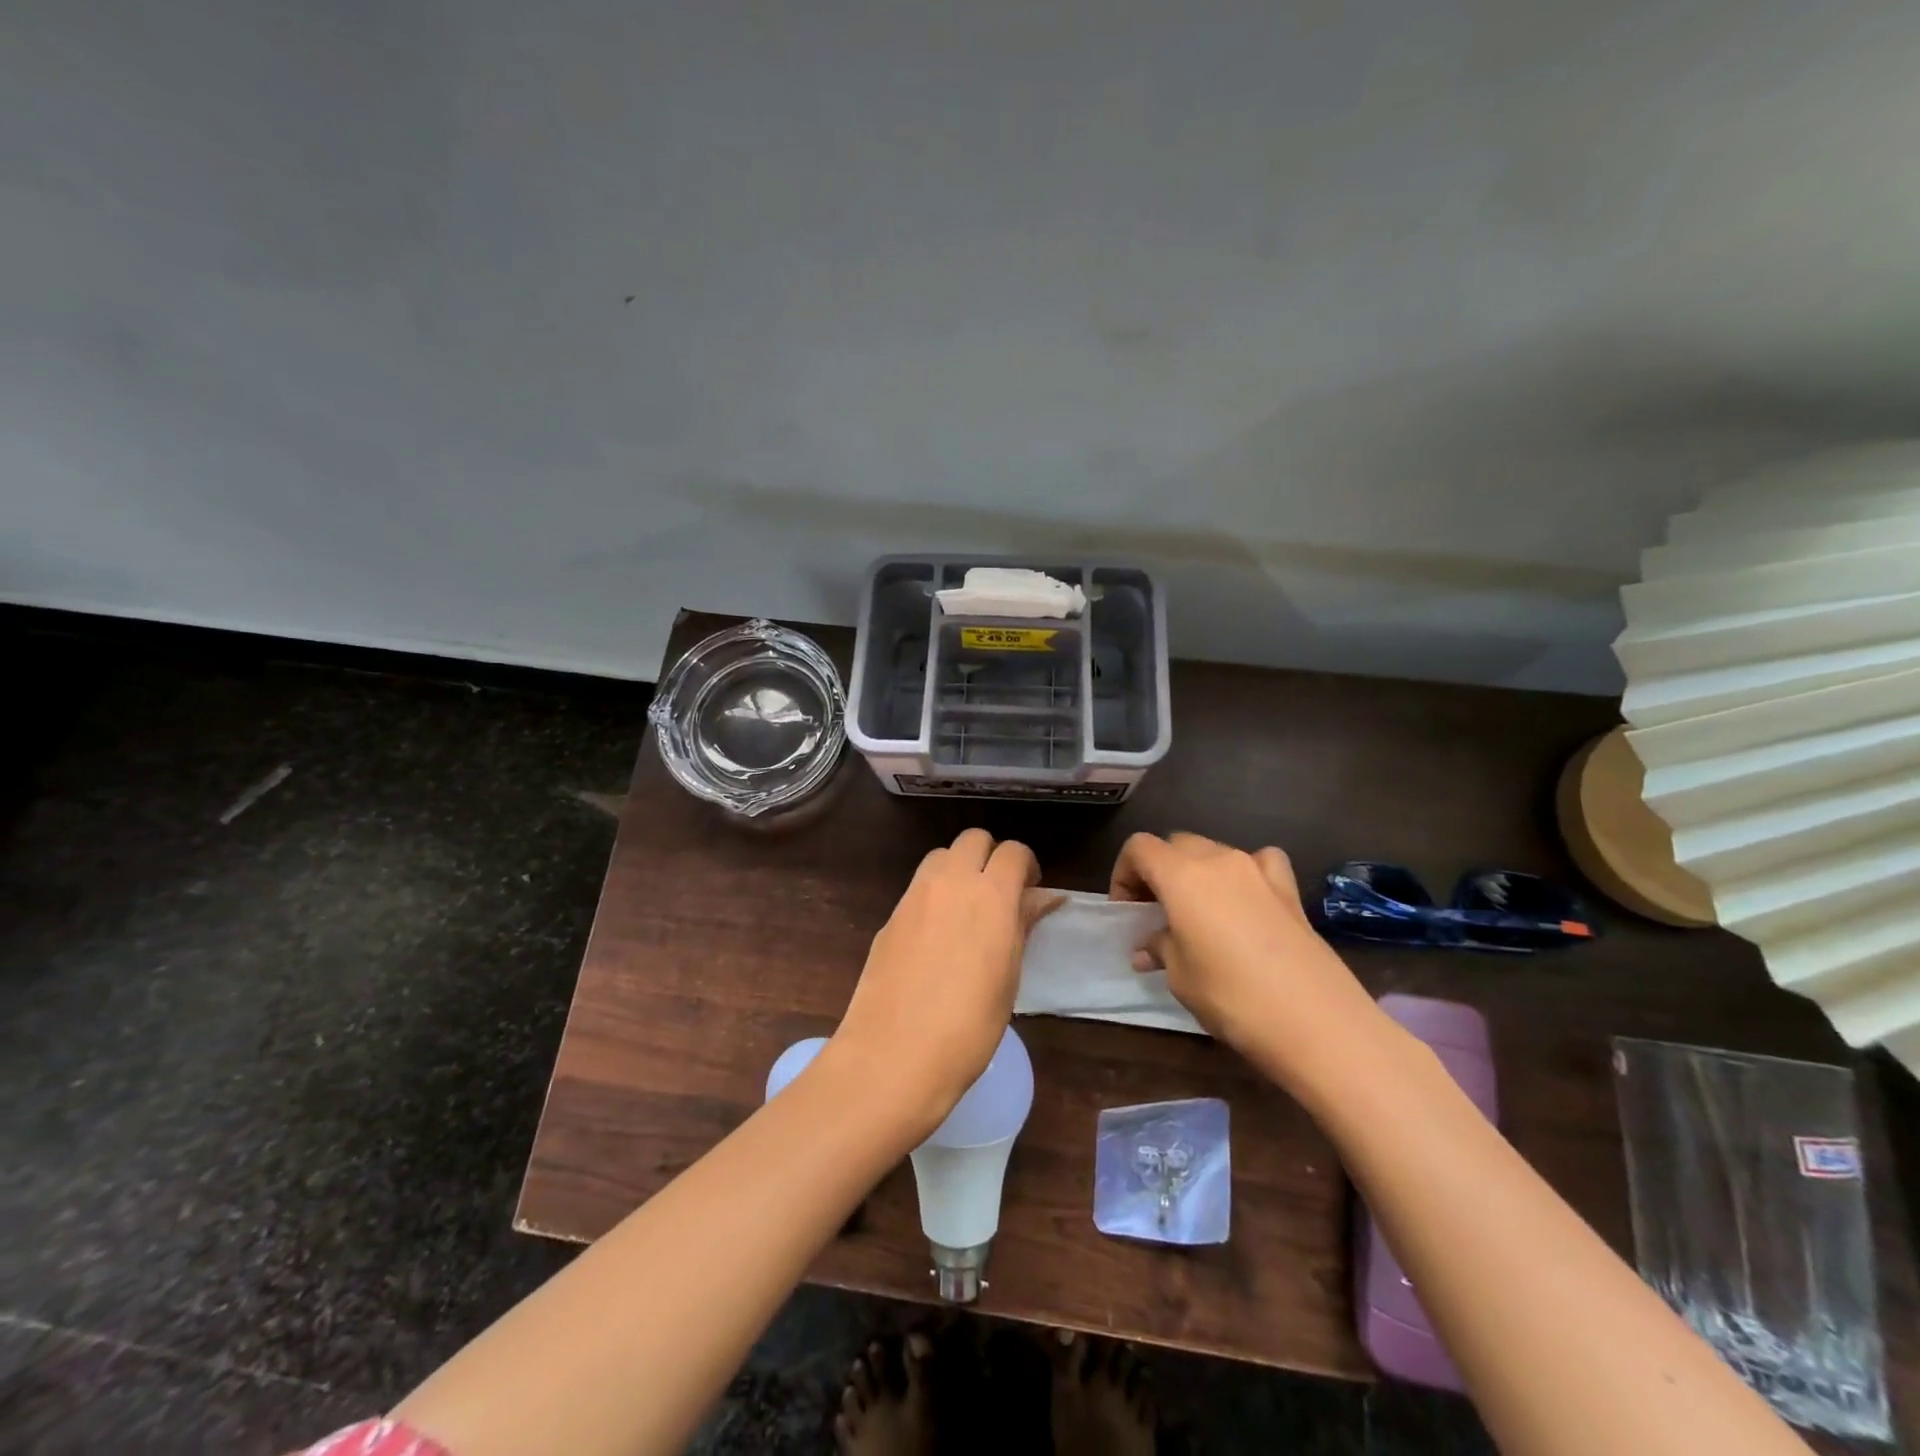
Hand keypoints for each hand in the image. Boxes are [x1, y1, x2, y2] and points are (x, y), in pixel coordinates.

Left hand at [830, 829, 1059, 1137]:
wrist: (893, 1055)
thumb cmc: (969, 1026)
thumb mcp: (1009, 976)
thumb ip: (1022, 925)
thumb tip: (1042, 898)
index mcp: (990, 895)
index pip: (1013, 851)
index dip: (1026, 865)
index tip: (1030, 890)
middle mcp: (950, 882)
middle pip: (973, 839)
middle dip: (991, 856)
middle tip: (1000, 893)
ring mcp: (914, 896)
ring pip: (941, 856)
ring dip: (959, 868)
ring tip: (967, 909)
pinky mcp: (891, 915)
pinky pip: (919, 886)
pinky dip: (935, 893)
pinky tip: (938, 934)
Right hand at [1111, 832, 1384, 1090]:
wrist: (1317, 1022)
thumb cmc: (1232, 997)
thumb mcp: (1181, 977)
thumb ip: (1161, 948)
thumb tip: (1148, 947)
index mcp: (1181, 875)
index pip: (1139, 848)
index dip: (1124, 873)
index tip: (1127, 910)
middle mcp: (1219, 860)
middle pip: (1176, 844)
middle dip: (1159, 870)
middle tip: (1155, 911)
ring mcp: (1258, 870)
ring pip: (1215, 851)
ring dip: (1197, 872)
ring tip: (1198, 912)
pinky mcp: (1290, 890)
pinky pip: (1259, 863)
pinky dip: (1245, 873)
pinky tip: (1247, 899)